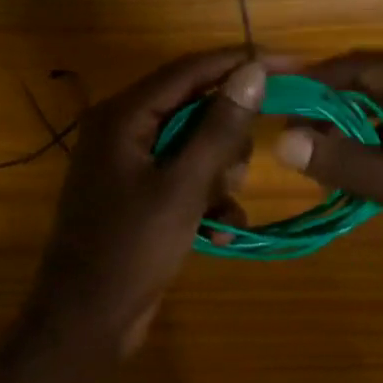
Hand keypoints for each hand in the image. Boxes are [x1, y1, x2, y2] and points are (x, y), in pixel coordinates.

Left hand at [29, 48, 265, 350]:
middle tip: (237, 172)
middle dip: (226, 141)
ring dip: (219, 177)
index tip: (295, 66)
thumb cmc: (132, 248)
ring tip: (221, 208)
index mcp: (123, 115)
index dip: (242, 64)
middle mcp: (123, 130)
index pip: (191, 70)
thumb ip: (219, 128)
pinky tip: (219, 232)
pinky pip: (185, 181)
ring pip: (195, 148)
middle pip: (195, 109)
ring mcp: (129, 165)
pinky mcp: (139, 196)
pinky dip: (206, 201)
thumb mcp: (183, 187)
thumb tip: (253, 70)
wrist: (87, 319)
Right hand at [274, 49, 382, 303]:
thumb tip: (283, 142)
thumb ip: (350, 164)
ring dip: (365, 140)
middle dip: (336, 119)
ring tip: (331, 173)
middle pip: (378, 87)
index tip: (273, 106)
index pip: (357, 66)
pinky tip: (380, 183)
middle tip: (298, 153)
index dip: (311, 85)